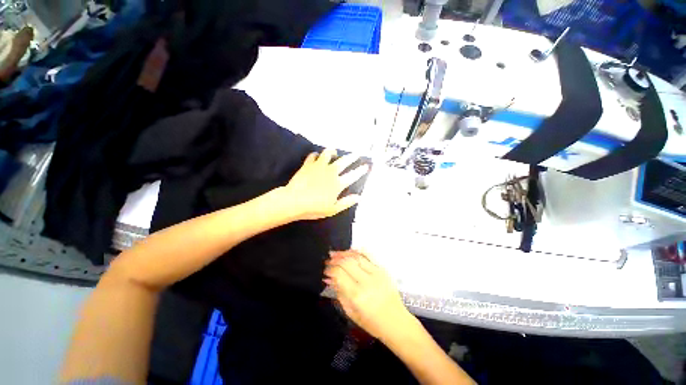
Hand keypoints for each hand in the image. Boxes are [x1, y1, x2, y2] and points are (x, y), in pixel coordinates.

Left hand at [284, 149, 368, 220]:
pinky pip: (313, 156)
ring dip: (333, 152)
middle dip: (352, 157)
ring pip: (328, 154)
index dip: (360, 170)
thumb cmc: (314, 208)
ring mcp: (319, 167)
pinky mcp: (308, 165)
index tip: (366, 166)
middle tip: (357, 153)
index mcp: (338, 183)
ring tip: (335, 152)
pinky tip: (316, 156)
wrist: (294, 201)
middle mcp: (330, 172)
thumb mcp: (333, 209)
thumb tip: (358, 197)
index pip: (353, 175)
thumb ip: (346, 202)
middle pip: (344, 161)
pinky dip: (316, 155)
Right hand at [324, 250, 414, 340]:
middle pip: (347, 262)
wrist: (396, 322)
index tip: (326, 271)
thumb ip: (339, 292)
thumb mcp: (350, 312)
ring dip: (344, 253)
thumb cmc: (371, 322)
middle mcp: (367, 281)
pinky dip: (358, 251)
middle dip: (335, 259)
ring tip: (336, 254)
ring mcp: (376, 273)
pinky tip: (350, 251)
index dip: (330, 270)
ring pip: (357, 256)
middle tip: (328, 260)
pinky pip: (368, 255)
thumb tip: (329, 278)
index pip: (339, 274)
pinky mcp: (383, 269)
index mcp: (357, 295)